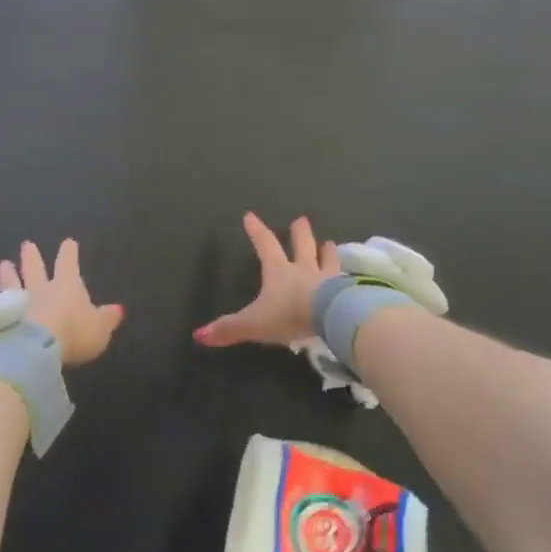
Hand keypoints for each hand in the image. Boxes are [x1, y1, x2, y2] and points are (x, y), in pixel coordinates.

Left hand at [0, 239, 123, 366]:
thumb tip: (117, 309)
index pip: (68, 263)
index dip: (69, 253)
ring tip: (4, 264)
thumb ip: (107, 318)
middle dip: (32, 257)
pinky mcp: (0, 318)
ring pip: (13, 282)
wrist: (34, 347)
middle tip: (27, 244)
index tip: (68, 242)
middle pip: (36, 268)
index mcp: (67, 285)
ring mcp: (18, 302)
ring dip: (9, 274)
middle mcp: (41, 288)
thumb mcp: (99, 329)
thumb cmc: (73, 333)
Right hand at [193, 213, 340, 348]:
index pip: (265, 245)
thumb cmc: (288, 314)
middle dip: (300, 233)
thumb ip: (229, 329)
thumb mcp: (253, 323)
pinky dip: (347, 277)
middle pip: (302, 245)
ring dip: (327, 251)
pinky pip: (346, 281)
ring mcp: (328, 279)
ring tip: (330, 243)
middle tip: (301, 219)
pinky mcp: (346, 292)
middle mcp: (304, 270)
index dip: (256, 231)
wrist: (329, 317)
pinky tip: (352, 277)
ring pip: (328, 260)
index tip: (250, 215)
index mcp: (279, 272)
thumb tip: (198, 335)